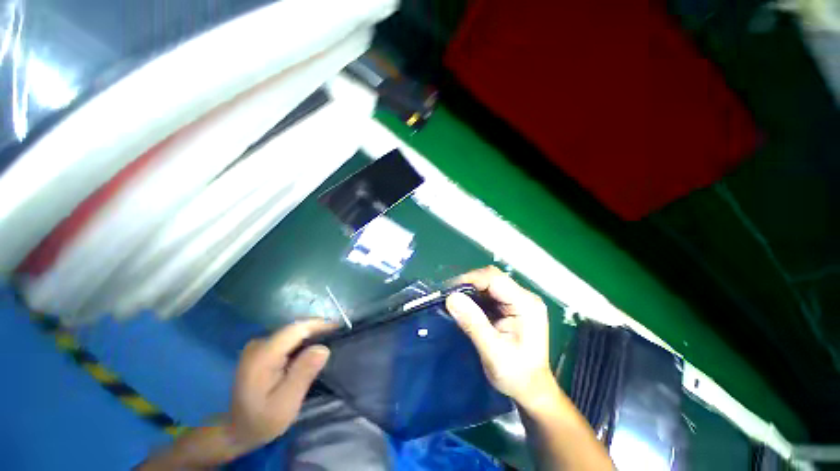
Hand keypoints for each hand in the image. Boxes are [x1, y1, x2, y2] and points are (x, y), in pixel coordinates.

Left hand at [229, 320, 333, 448]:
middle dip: (318, 330)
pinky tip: (313, 350)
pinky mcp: (262, 349)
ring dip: (312, 335)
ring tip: (331, 341)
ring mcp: (259, 345)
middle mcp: (259, 343)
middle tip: (339, 338)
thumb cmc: (262, 421)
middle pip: (295, 328)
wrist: (237, 430)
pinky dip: (303, 341)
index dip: (320, 325)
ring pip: (293, 332)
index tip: (340, 329)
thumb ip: (303, 374)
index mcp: (262, 356)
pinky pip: (288, 338)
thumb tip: (323, 348)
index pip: (296, 329)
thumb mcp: (286, 404)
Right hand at [446, 266, 555, 408]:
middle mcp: (524, 297)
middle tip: (450, 296)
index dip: (470, 280)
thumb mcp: (492, 351)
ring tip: (455, 300)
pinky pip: (489, 293)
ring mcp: (518, 300)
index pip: (494, 279)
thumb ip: (473, 323)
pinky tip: (466, 306)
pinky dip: (475, 297)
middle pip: (492, 277)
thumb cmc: (516, 375)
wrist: (531, 389)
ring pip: (489, 283)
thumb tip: (451, 298)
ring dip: (471, 290)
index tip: (449, 291)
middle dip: (469, 284)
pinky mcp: (511, 305)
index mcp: (526, 304)